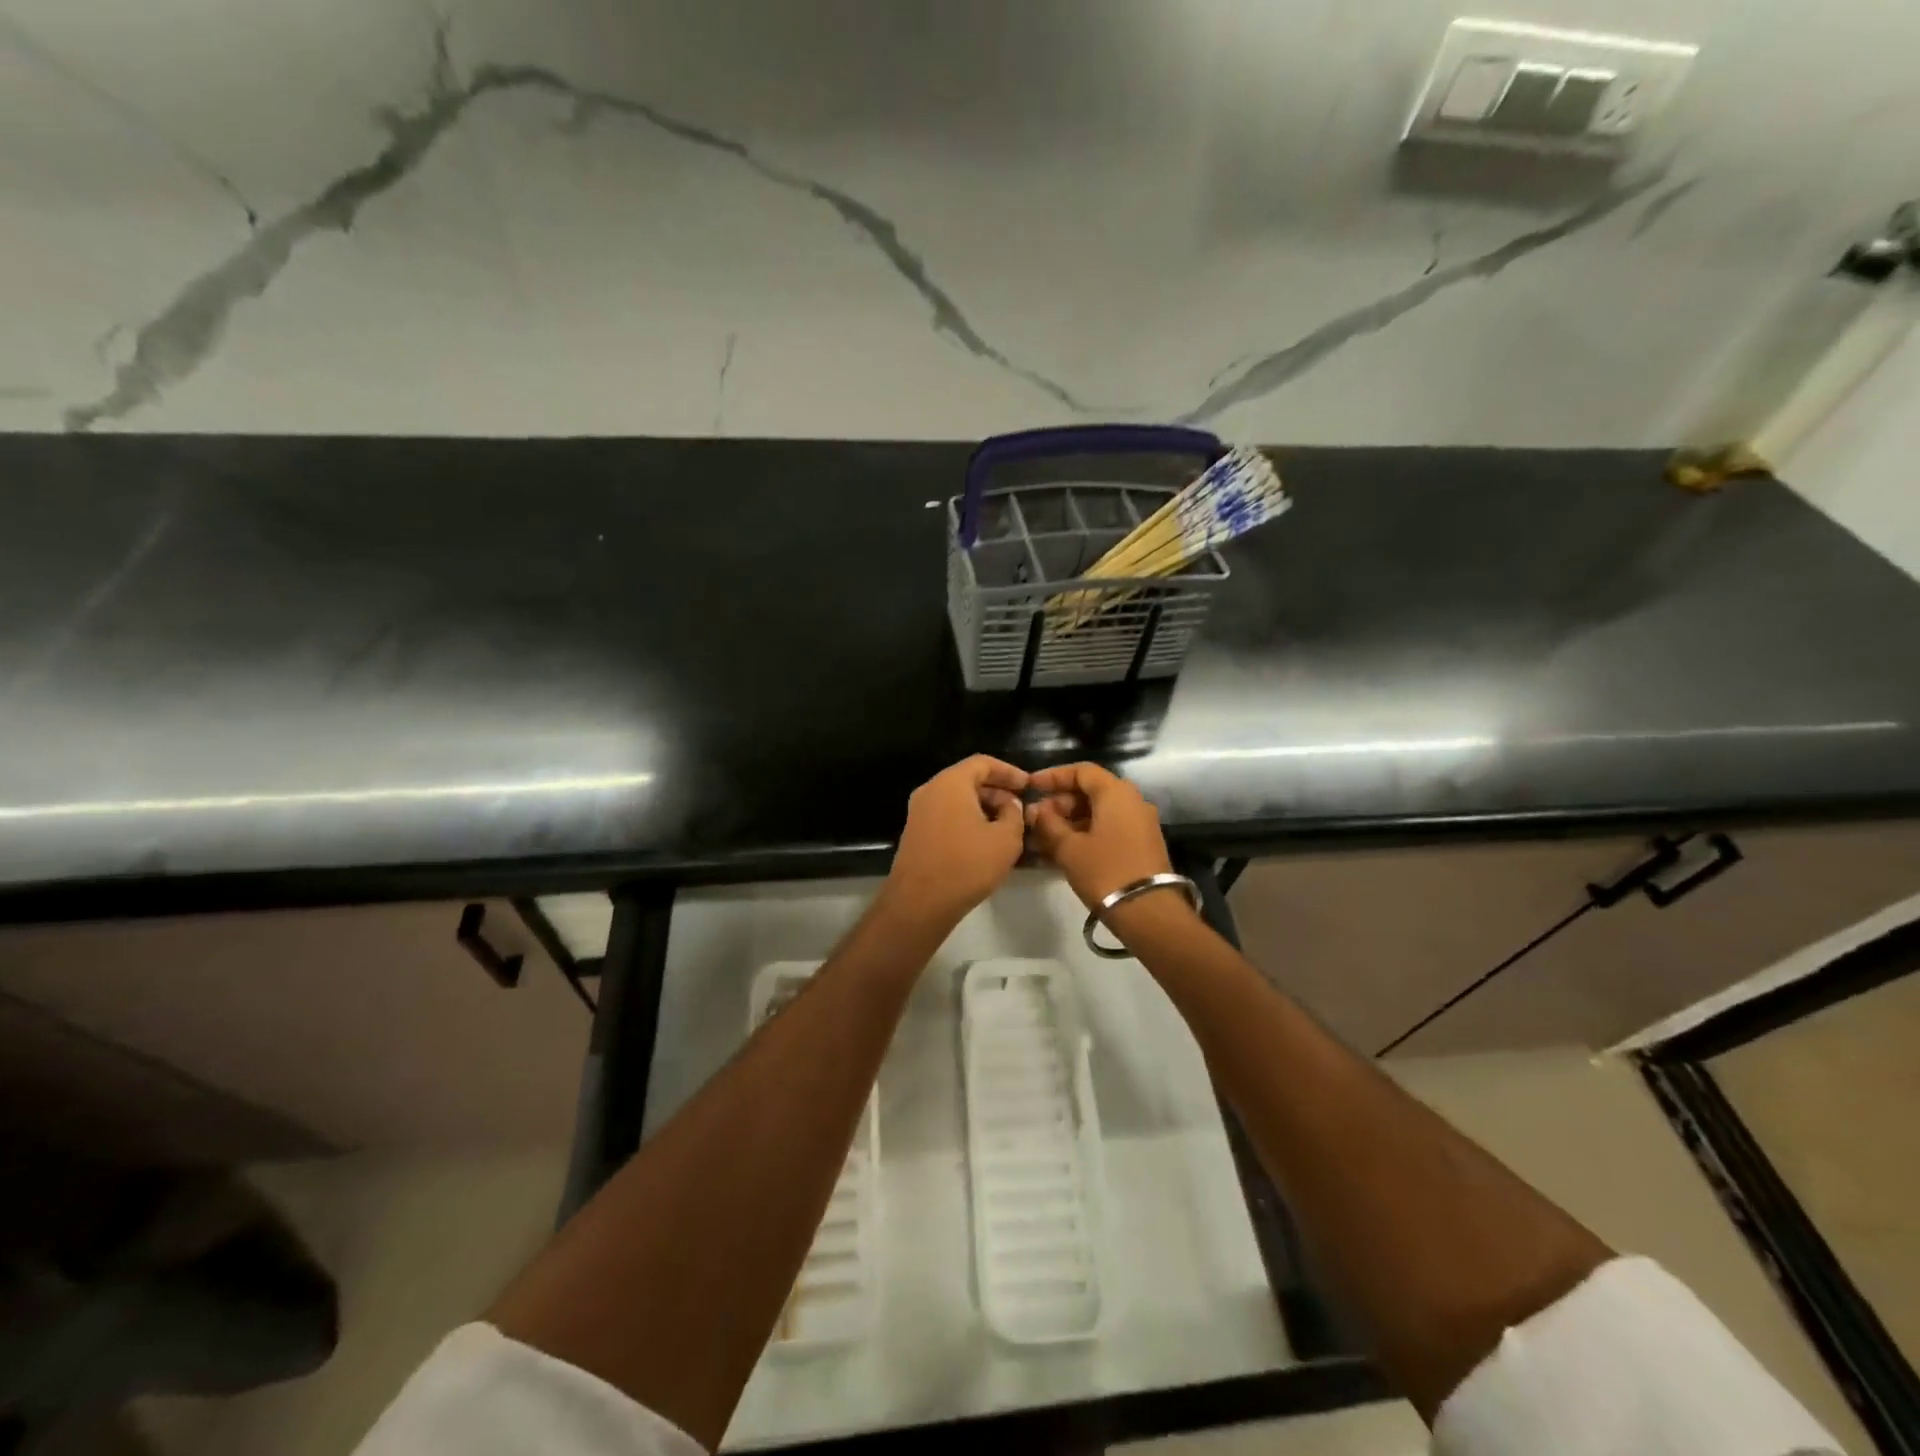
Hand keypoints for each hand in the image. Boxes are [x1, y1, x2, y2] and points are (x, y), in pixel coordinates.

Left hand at [882, 755, 1029, 927]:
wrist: (920, 903)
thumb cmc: (967, 864)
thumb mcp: (1006, 839)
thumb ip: (1014, 814)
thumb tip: (1009, 805)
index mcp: (950, 783)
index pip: (983, 763)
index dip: (1009, 771)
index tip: (1029, 785)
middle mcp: (930, 791)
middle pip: (968, 780)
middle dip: (997, 791)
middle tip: (1020, 809)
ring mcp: (919, 813)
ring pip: (957, 800)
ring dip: (984, 808)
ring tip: (1008, 827)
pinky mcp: (916, 834)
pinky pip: (947, 816)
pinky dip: (968, 821)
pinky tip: (986, 842)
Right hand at [1024, 762, 1174, 910]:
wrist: (1148, 912)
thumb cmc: (1105, 871)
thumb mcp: (1069, 847)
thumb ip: (1048, 824)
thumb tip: (1036, 810)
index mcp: (1116, 793)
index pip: (1081, 771)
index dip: (1053, 776)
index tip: (1030, 787)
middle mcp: (1132, 801)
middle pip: (1090, 791)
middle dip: (1059, 803)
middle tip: (1035, 819)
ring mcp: (1140, 823)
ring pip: (1098, 812)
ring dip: (1069, 822)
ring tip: (1043, 839)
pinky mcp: (1141, 845)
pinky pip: (1108, 829)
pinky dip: (1085, 834)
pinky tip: (1062, 851)